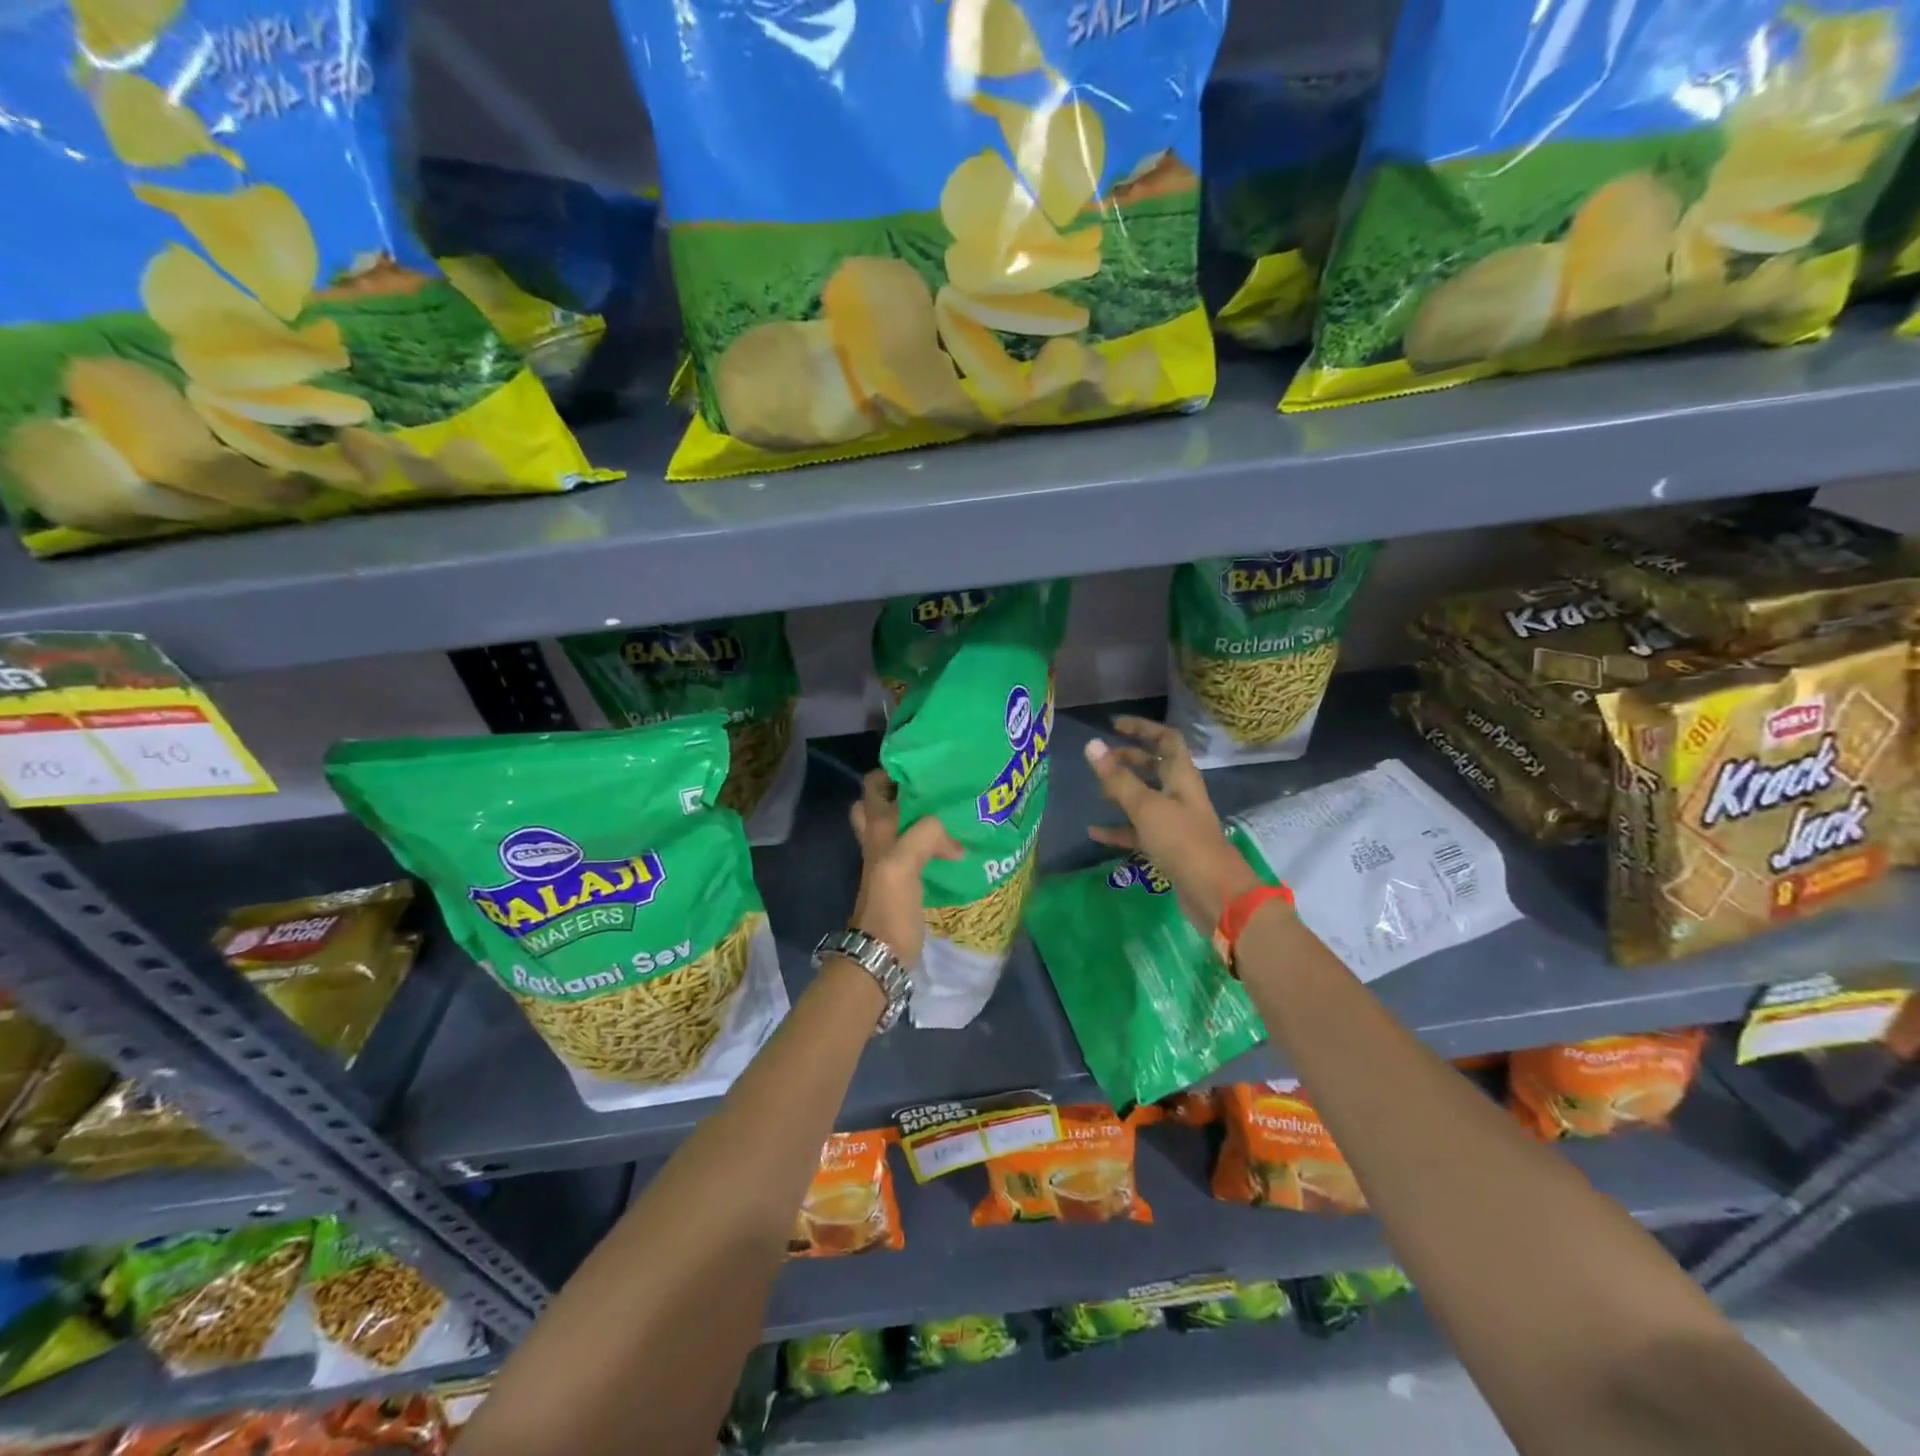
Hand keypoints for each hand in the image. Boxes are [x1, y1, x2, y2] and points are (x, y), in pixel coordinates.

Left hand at [848, 769, 962, 966]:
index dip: (892, 770)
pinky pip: (918, 848)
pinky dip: (933, 841)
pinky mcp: (905, 878)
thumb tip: (955, 838)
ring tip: (952, 809)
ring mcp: (890, 859)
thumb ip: (926, 835)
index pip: (873, 785)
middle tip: (936, 786)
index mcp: (876, 828)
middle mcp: (879, 838)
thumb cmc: (888, 906)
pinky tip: (956, 843)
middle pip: (883, 803)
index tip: (924, 763)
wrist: (882, 953)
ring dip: (922, 816)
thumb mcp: (903, 863)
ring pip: (902, 825)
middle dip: (906, 790)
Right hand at [1084, 717, 1259, 927]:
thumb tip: (1091, 745)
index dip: (1143, 728)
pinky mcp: (1168, 847)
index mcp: (1181, 776)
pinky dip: (1119, 828)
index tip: (1114, 725)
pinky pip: (1139, 831)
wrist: (1214, 893)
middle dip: (1129, 759)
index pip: (1166, 739)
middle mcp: (1180, 794)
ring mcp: (1174, 821)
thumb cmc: (1182, 840)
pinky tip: (1095, 832)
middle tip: (1101, 758)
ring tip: (1096, 792)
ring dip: (1123, 793)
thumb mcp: (1146, 806)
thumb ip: (1117, 778)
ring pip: (1145, 798)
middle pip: (1155, 766)